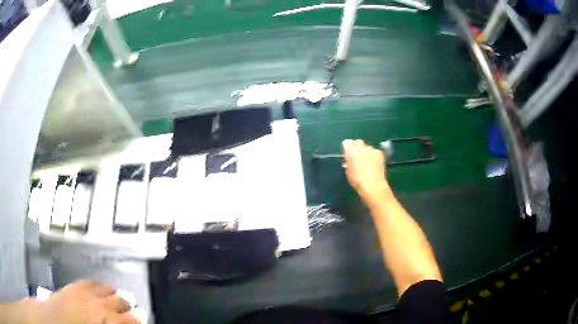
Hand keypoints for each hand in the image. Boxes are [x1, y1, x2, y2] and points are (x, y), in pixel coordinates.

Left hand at [30, 281, 138, 323]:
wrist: (53, 321)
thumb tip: (124, 323)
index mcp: (105, 320)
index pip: (130, 319)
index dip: (137, 318)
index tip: (141, 318)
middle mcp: (98, 306)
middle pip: (120, 302)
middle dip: (128, 305)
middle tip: (134, 307)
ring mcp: (85, 293)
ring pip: (107, 289)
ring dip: (116, 292)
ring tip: (121, 293)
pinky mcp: (74, 286)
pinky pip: (91, 282)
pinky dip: (99, 284)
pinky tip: (101, 284)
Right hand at [343, 139, 390, 199]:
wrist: (373, 185)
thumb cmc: (357, 180)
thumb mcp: (348, 171)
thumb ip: (348, 161)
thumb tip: (349, 158)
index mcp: (351, 151)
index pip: (347, 142)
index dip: (347, 147)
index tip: (348, 153)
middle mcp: (362, 147)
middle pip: (358, 142)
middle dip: (357, 147)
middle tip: (357, 156)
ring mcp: (372, 150)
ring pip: (367, 147)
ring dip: (366, 151)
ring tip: (367, 161)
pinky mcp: (380, 153)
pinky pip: (375, 151)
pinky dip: (373, 155)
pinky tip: (374, 163)